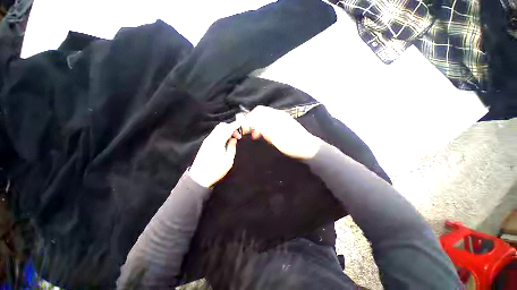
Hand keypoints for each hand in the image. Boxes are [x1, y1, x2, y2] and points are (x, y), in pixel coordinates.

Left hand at [189, 121, 241, 187]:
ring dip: (226, 130)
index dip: (235, 125)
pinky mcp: (205, 144)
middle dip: (231, 127)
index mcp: (217, 142)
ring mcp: (207, 140)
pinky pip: (215, 133)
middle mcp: (211, 139)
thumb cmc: (215, 170)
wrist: (199, 178)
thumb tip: (234, 139)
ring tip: (232, 139)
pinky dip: (222, 133)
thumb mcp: (228, 161)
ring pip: (218, 129)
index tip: (242, 124)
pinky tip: (226, 141)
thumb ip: (232, 147)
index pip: (228, 129)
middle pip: (222, 126)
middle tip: (237, 136)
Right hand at [245, 106, 321, 158]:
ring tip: (257, 136)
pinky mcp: (284, 125)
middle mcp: (279, 115)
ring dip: (259, 125)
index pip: (259, 111)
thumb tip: (252, 123)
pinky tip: (265, 135)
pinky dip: (265, 127)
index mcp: (277, 116)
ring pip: (266, 118)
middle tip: (251, 133)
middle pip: (262, 113)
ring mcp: (282, 119)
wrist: (308, 148)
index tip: (245, 127)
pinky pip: (271, 123)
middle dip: (254, 121)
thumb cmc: (292, 144)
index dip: (250, 117)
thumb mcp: (277, 138)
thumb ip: (264, 129)